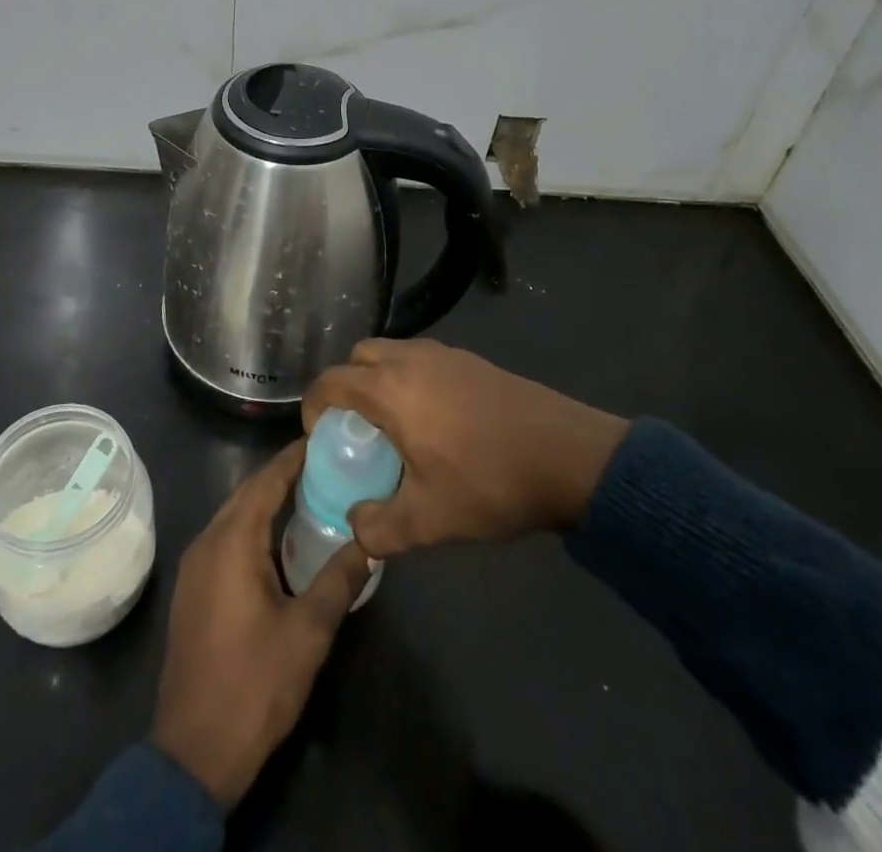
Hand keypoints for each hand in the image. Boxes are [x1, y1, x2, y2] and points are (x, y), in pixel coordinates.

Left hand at [151, 440, 372, 808]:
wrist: (193, 752)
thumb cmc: (254, 684)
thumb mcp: (308, 632)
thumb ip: (338, 580)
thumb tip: (369, 542)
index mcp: (232, 541)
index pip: (267, 481)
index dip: (294, 457)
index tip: (323, 437)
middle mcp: (208, 541)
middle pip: (248, 492)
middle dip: (283, 474)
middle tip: (325, 464)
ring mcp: (195, 565)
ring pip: (234, 514)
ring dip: (267, 500)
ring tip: (309, 493)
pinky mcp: (194, 588)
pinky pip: (226, 537)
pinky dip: (253, 525)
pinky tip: (279, 539)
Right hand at [302, 339, 628, 557]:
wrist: (568, 456)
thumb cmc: (489, 482)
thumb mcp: (429, 521)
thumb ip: (380, 528)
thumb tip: (356, 527)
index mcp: (390, 389)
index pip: (331, 382)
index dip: (314, 406)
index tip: (320, 437)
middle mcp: (411, 360)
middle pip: (359, 357)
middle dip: (346, 386)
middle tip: (356, 428)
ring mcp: (445, 355)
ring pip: (392, 352)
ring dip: (379, 379)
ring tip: (395, 425)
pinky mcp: (472, 360)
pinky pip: (422, 359)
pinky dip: (410, 378)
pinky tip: (435, 420)